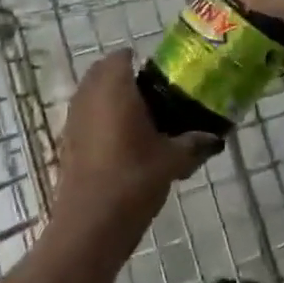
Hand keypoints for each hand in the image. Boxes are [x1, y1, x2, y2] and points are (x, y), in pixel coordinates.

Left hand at [53, 51, 220, 244]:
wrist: (90, 225)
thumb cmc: (133, 179)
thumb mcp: (173, 160)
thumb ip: (195, 143)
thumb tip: (217, 138)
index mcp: (114, 88)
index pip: (122, 57)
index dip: (140, 60)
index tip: (161, 74)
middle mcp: (89, 96)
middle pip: (103, 72)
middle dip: (124, 77)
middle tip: (153, 93)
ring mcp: (73, 119)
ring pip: (91, 94)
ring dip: (110, 98)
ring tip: (140, 119)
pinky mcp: (66, 142)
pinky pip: (84, 117)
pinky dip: (100, 119)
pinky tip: (122, 143)